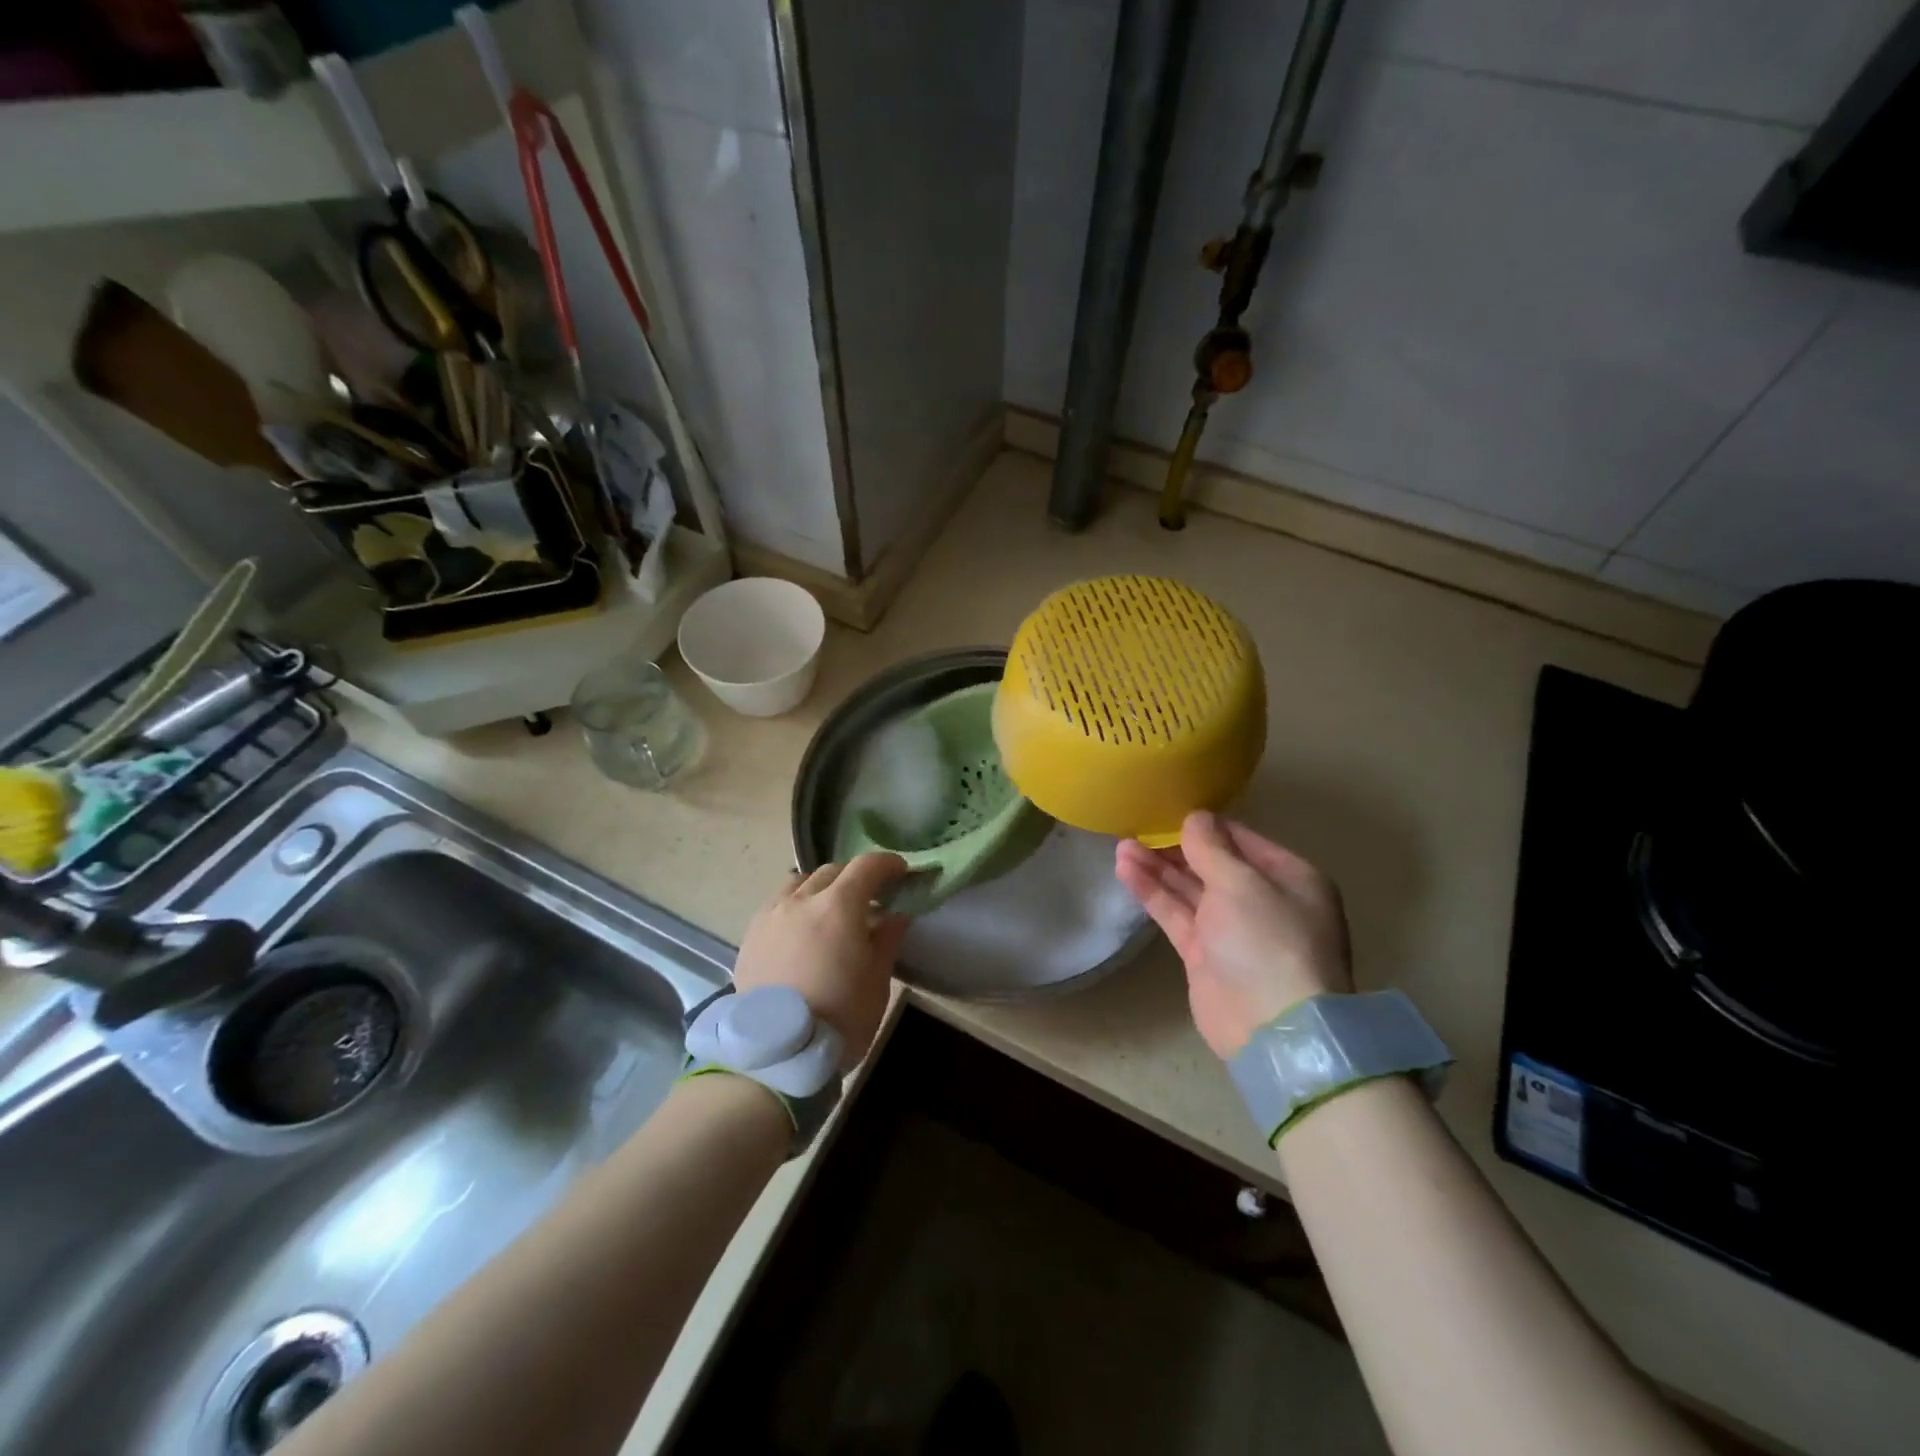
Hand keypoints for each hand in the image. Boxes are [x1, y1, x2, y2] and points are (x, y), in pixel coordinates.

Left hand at [733, 854, 911, 1068]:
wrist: (777, 1055)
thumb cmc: (840, 1017)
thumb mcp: (877, 980)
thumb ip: (888, 938)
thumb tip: (896, 913)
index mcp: (838, 906)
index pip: (866, 867)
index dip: (887, 864)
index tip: (901, 873)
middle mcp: (801, 900)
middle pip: (832, 871)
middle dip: (855, 876)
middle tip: (870, 896)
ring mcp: (771, 915)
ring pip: (799, 883)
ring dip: (821, 887)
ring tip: (830, 909)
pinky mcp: (750, 936)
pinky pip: (776, 905)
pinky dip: (795, 905)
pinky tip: (801, 929)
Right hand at [1116, 811, 1352, 1058]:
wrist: (1272, 1028)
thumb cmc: (1267, 940)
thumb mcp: (1241, 883)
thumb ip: (1211, 848)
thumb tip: (1195, 817)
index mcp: (1290, 878)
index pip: (1243, 840)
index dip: (1206, 825)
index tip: (1169, 808)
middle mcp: (1264, 901)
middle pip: (1214, 864)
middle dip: (1176, 847)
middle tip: (1138, 824)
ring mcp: (1233, 931)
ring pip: (1190, 889)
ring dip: (1158, 867)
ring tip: (1121, 843)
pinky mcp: (1205, 955)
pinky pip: (1177, 914)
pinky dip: (1153, 893)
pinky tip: (1126, 869)